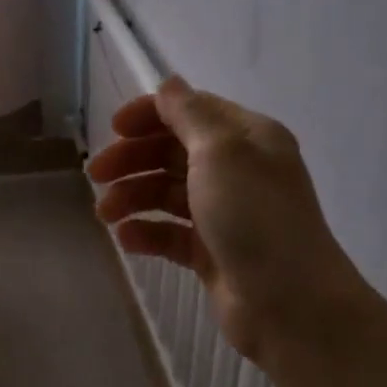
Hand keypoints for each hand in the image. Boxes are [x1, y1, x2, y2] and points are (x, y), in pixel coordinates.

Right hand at [87, 76, 361, 362]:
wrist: (291, 304)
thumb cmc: (254, 217)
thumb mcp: (221, 152)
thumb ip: (189, 114)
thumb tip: (169, 82)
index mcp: (247, 138)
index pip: (192, 112)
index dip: (150, 115)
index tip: (113, 129)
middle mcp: (238, 170)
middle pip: (173, 152)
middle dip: (133, 159)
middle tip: (96, 175)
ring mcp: (225, 214)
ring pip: (168, 193)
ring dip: (133, 197)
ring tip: (104, 215)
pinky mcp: (213, 252)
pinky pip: (171, 233)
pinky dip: (147, 232)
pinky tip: (126, 240)